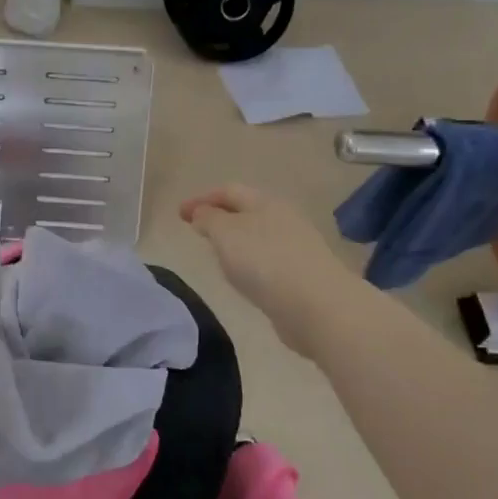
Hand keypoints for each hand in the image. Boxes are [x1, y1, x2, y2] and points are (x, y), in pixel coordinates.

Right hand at [180, 184, 346, 349]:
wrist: (318, 307)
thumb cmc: (265, 261)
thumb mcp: (225, 234)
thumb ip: (209, 219)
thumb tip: (202, 214)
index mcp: (265, 203)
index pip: (229, 191)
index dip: (202, 199)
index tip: (179, 214)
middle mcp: (284, 220)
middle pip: (247, 212)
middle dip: (220, 218)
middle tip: (198, 231)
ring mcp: (296, 249)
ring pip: (258, 237)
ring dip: (236, 242)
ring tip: (216, 256)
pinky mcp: (302, 276)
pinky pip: (268, 262)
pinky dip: (250, 264)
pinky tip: (243, 279)